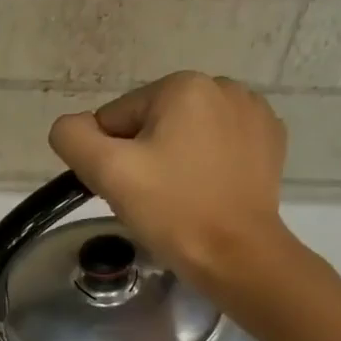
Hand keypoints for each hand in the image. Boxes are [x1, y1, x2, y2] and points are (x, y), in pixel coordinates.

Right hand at [48, 71, 294, 302]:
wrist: (236, 254)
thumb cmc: (170, 210)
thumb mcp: (107, 172)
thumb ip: (73, 137)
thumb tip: (71, 126)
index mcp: (182, 86)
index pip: (114, 118)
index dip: (110, 157)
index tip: (128, 188)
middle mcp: (223, 86)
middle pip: (149, 123)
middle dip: (142, 156)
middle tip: (150, 196)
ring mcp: (253, 113)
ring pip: (183, 134)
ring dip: (172, 159)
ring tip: (179, 196)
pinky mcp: (269, 141)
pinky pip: (215, 145)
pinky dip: (204, 164)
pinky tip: (207, 191)